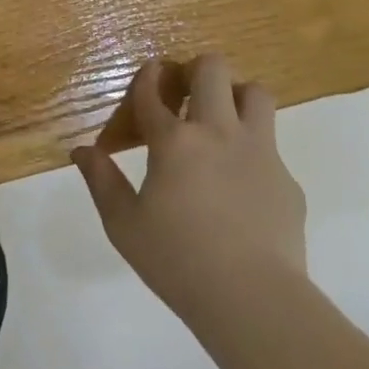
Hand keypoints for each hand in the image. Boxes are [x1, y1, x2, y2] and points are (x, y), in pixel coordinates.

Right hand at [73, 54, 308, 326]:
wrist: (254, 300)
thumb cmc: (178, 262)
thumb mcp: (124, 225)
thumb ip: (101, 181)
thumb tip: (82, 151)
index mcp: (175, 142)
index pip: (154, 92)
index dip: (147, 78)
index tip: (148, 76)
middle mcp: (218, 132)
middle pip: (212, 69)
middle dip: (195, 70)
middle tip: (185, 95)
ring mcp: (259, 151)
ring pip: (255, 93)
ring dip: (235, 96)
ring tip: (222, 120)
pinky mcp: (287, 179)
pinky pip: (272, 146)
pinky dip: (254, 151)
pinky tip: (242, 184)